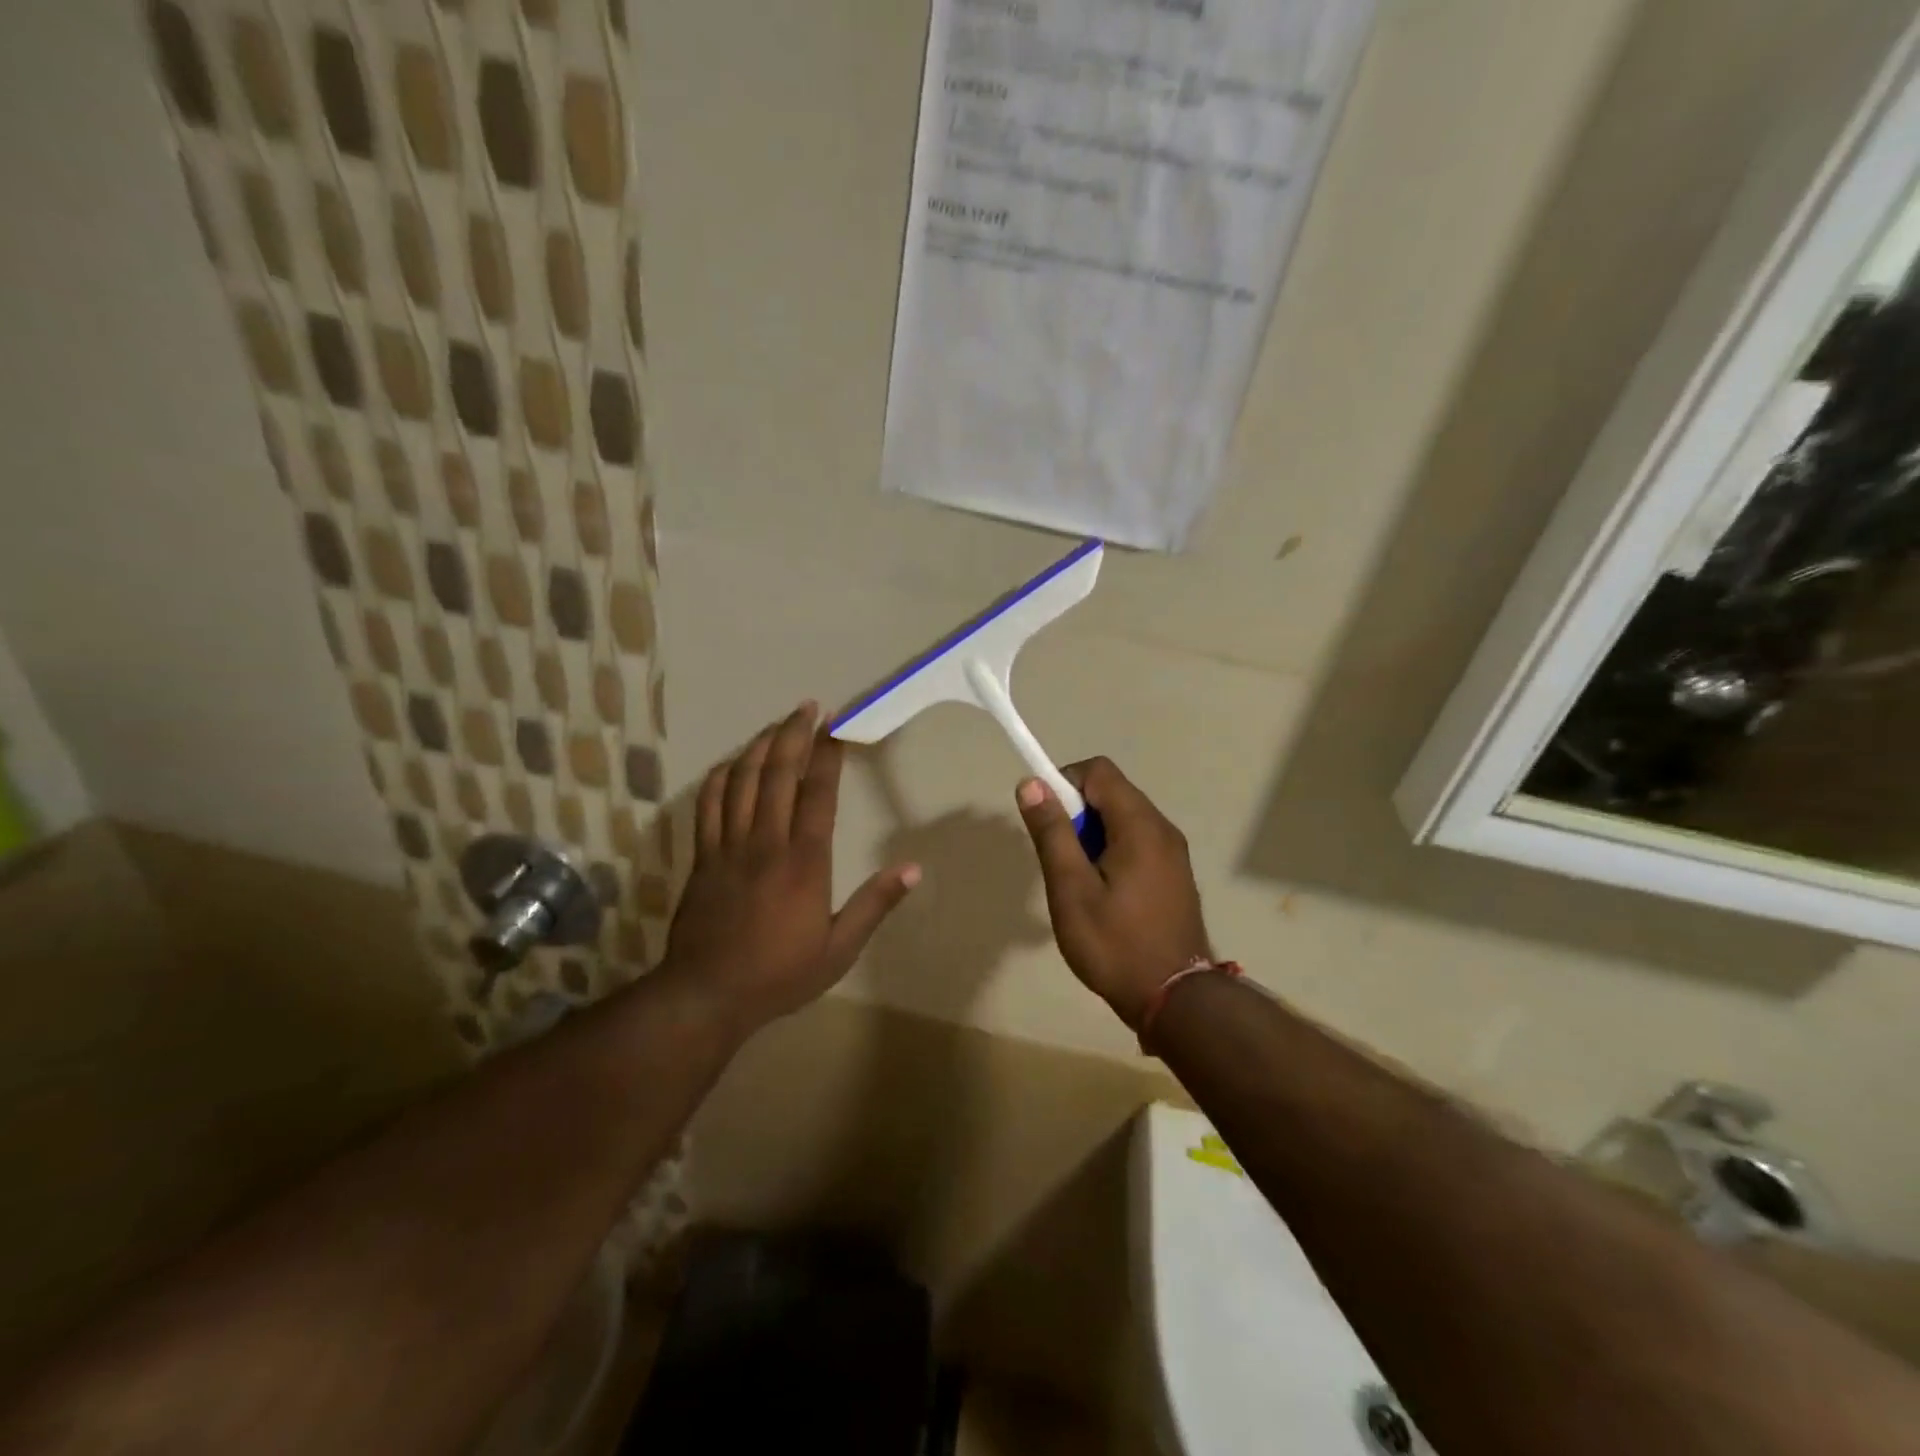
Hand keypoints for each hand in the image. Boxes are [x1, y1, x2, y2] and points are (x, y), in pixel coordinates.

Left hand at [661, 703, 920, 1035]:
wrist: (707, 995)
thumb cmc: (780, 974)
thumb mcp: (839, 949)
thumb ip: (875, 905)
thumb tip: (913, 869)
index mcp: (804, 861)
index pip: (818, 793)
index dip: (827, 754)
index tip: (836, 726)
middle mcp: (766, 842)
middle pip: (777, 773)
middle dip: (793, 734)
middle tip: (807, 707)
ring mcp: (728, 846)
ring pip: (741, 780)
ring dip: (759, 746)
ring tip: (776, 725)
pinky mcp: (702, 857)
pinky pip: (708, 804)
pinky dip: (719, 776)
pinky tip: (730, 763)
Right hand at [1015, 758, 1209, 1029]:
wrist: (1175, 1000)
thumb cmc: (1115, 944)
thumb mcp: (1071, 889)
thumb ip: (1052, 832)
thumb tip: (1031, 783)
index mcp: (1139, 825)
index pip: (1098, 771)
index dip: (1064, 783)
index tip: (1046, 821)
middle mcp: (1162, 829)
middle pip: (1112, 793)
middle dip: (1077, 813)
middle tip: (1060, 860)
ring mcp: (1173, 852)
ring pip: (1123, 819)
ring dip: (1092, 834)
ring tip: (1078, 881)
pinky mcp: (1174, 874)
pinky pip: (1137, 842)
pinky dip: (1112, 851)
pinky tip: (1103, 894)